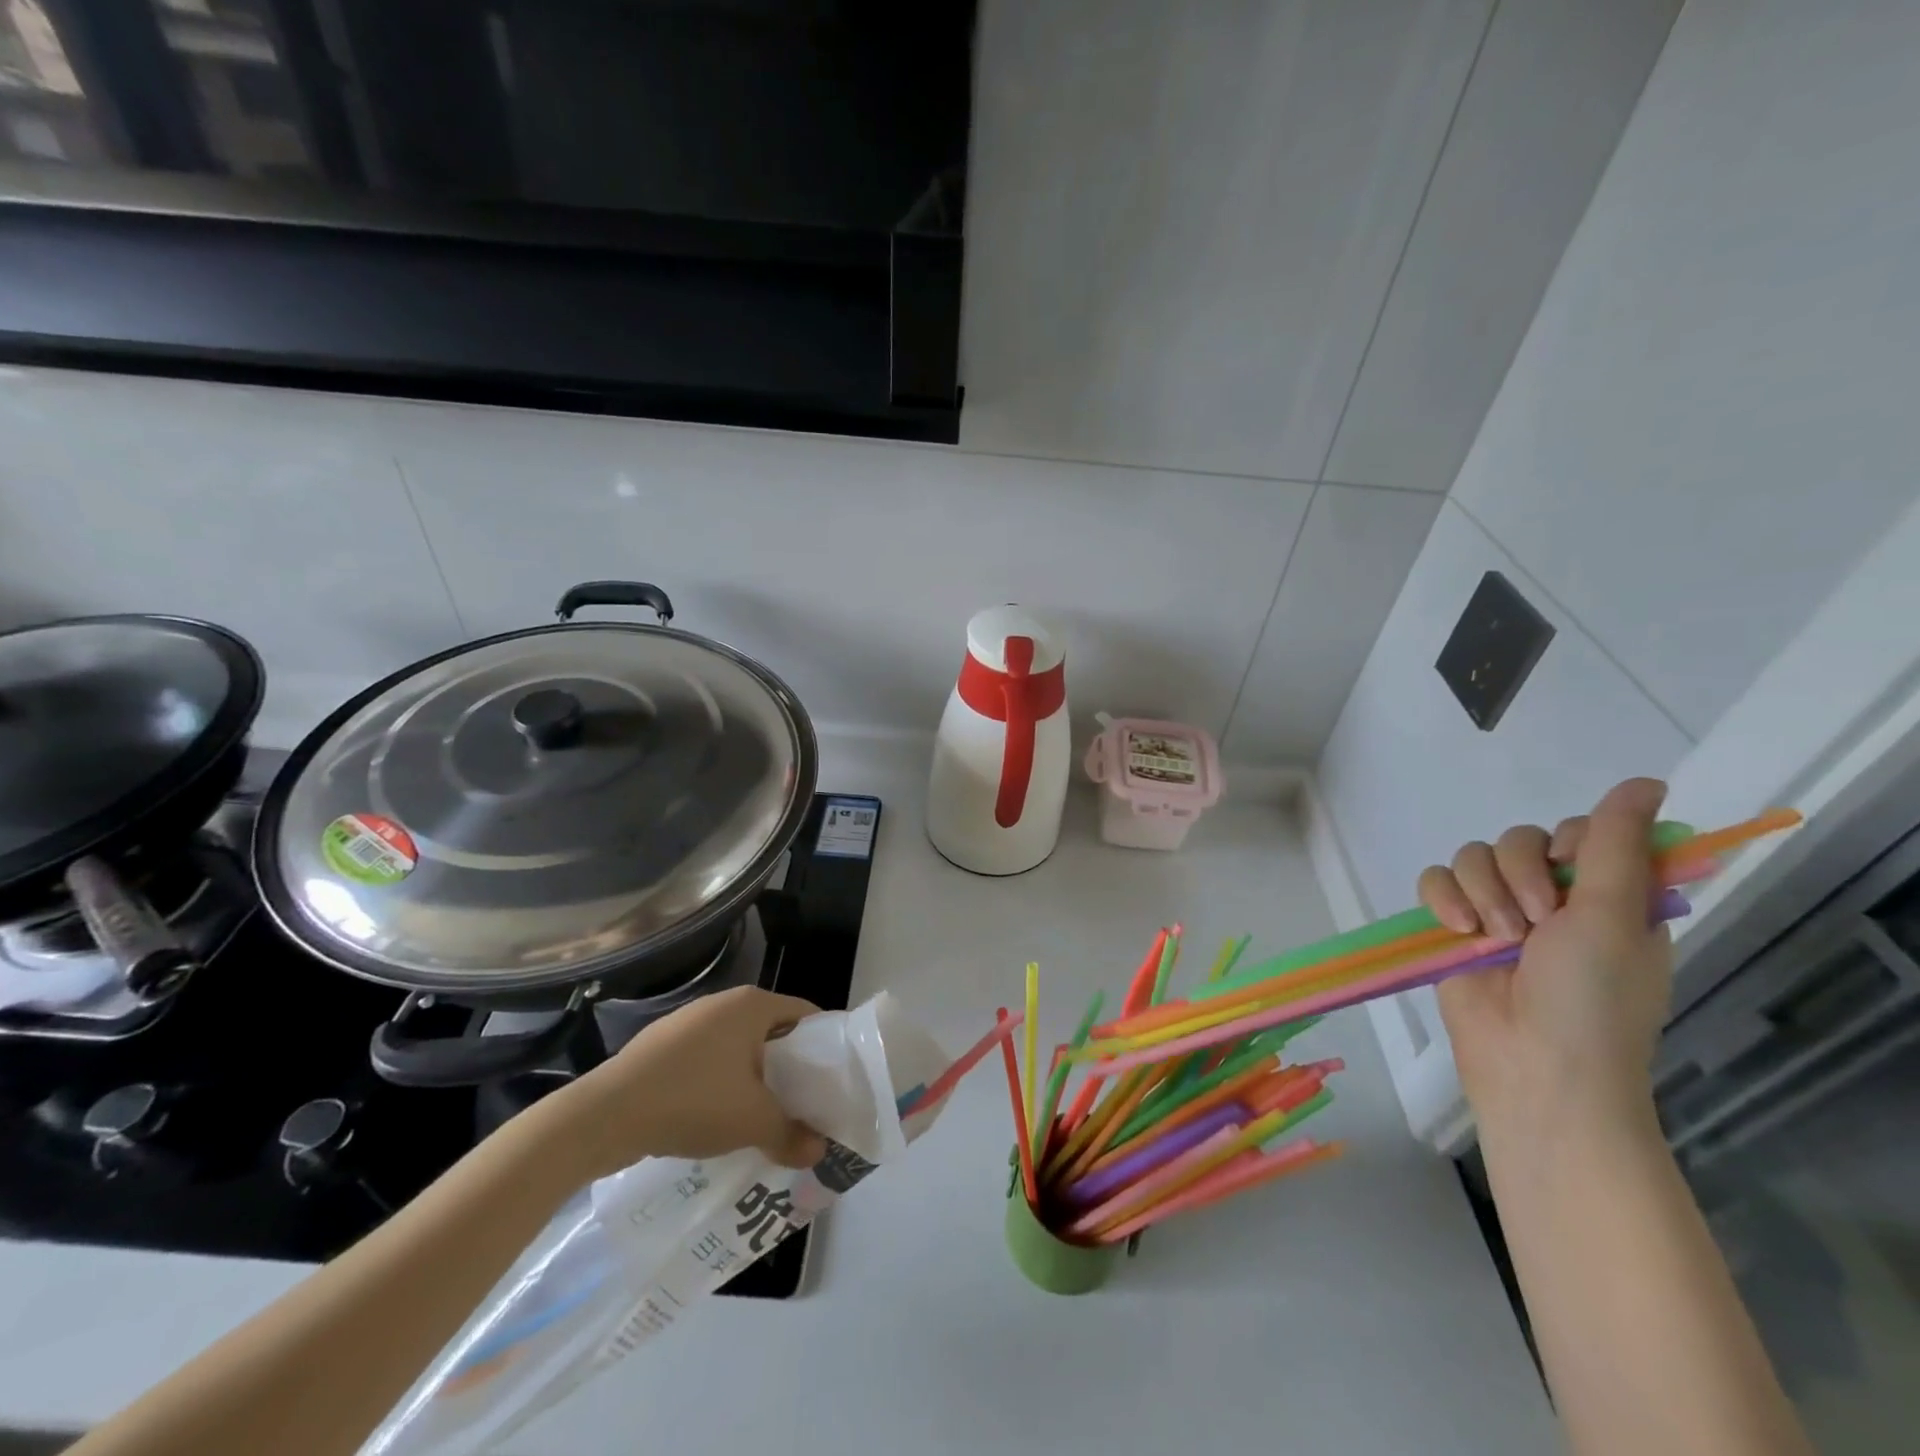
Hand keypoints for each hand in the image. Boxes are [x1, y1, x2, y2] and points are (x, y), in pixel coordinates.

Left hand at [555, 986, 828, 1180]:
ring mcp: (689, 1022)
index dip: (823, 1047)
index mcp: (752, 1005)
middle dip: (789, 1069)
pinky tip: (716, 1118)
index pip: (805, 1015)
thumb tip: (820, 1152)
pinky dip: (721, 1084)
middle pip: (772, 1032)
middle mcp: (723, 1003)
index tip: (833, 1082)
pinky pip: (708, 1060)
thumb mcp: (753, 1121)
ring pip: (739, 1049)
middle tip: (803, 1105)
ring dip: (754, 1079)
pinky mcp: (662, 1046)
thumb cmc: (694, 1100)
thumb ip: (792, 1134)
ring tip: (763, 1117)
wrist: (605, 1115)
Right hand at [1417, 777, 1672, 1145]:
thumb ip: (1615, 846)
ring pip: (1471, 857)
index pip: (1580, 832)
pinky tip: (1457, 928)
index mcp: (1607, 897)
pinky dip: (1442, 898)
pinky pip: (1434, 880)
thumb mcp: (1612, 916)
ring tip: (1494, 937)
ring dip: (1482, 892)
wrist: (1534, 1065)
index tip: (1574, 874)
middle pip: (1518, 839)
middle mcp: (1552, 899)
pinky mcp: (1452, 925)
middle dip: (1518, 875)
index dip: (1571, 843)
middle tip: (1536, 922)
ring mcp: (1497, 912)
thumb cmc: (1592, 998)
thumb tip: (1645, 781)